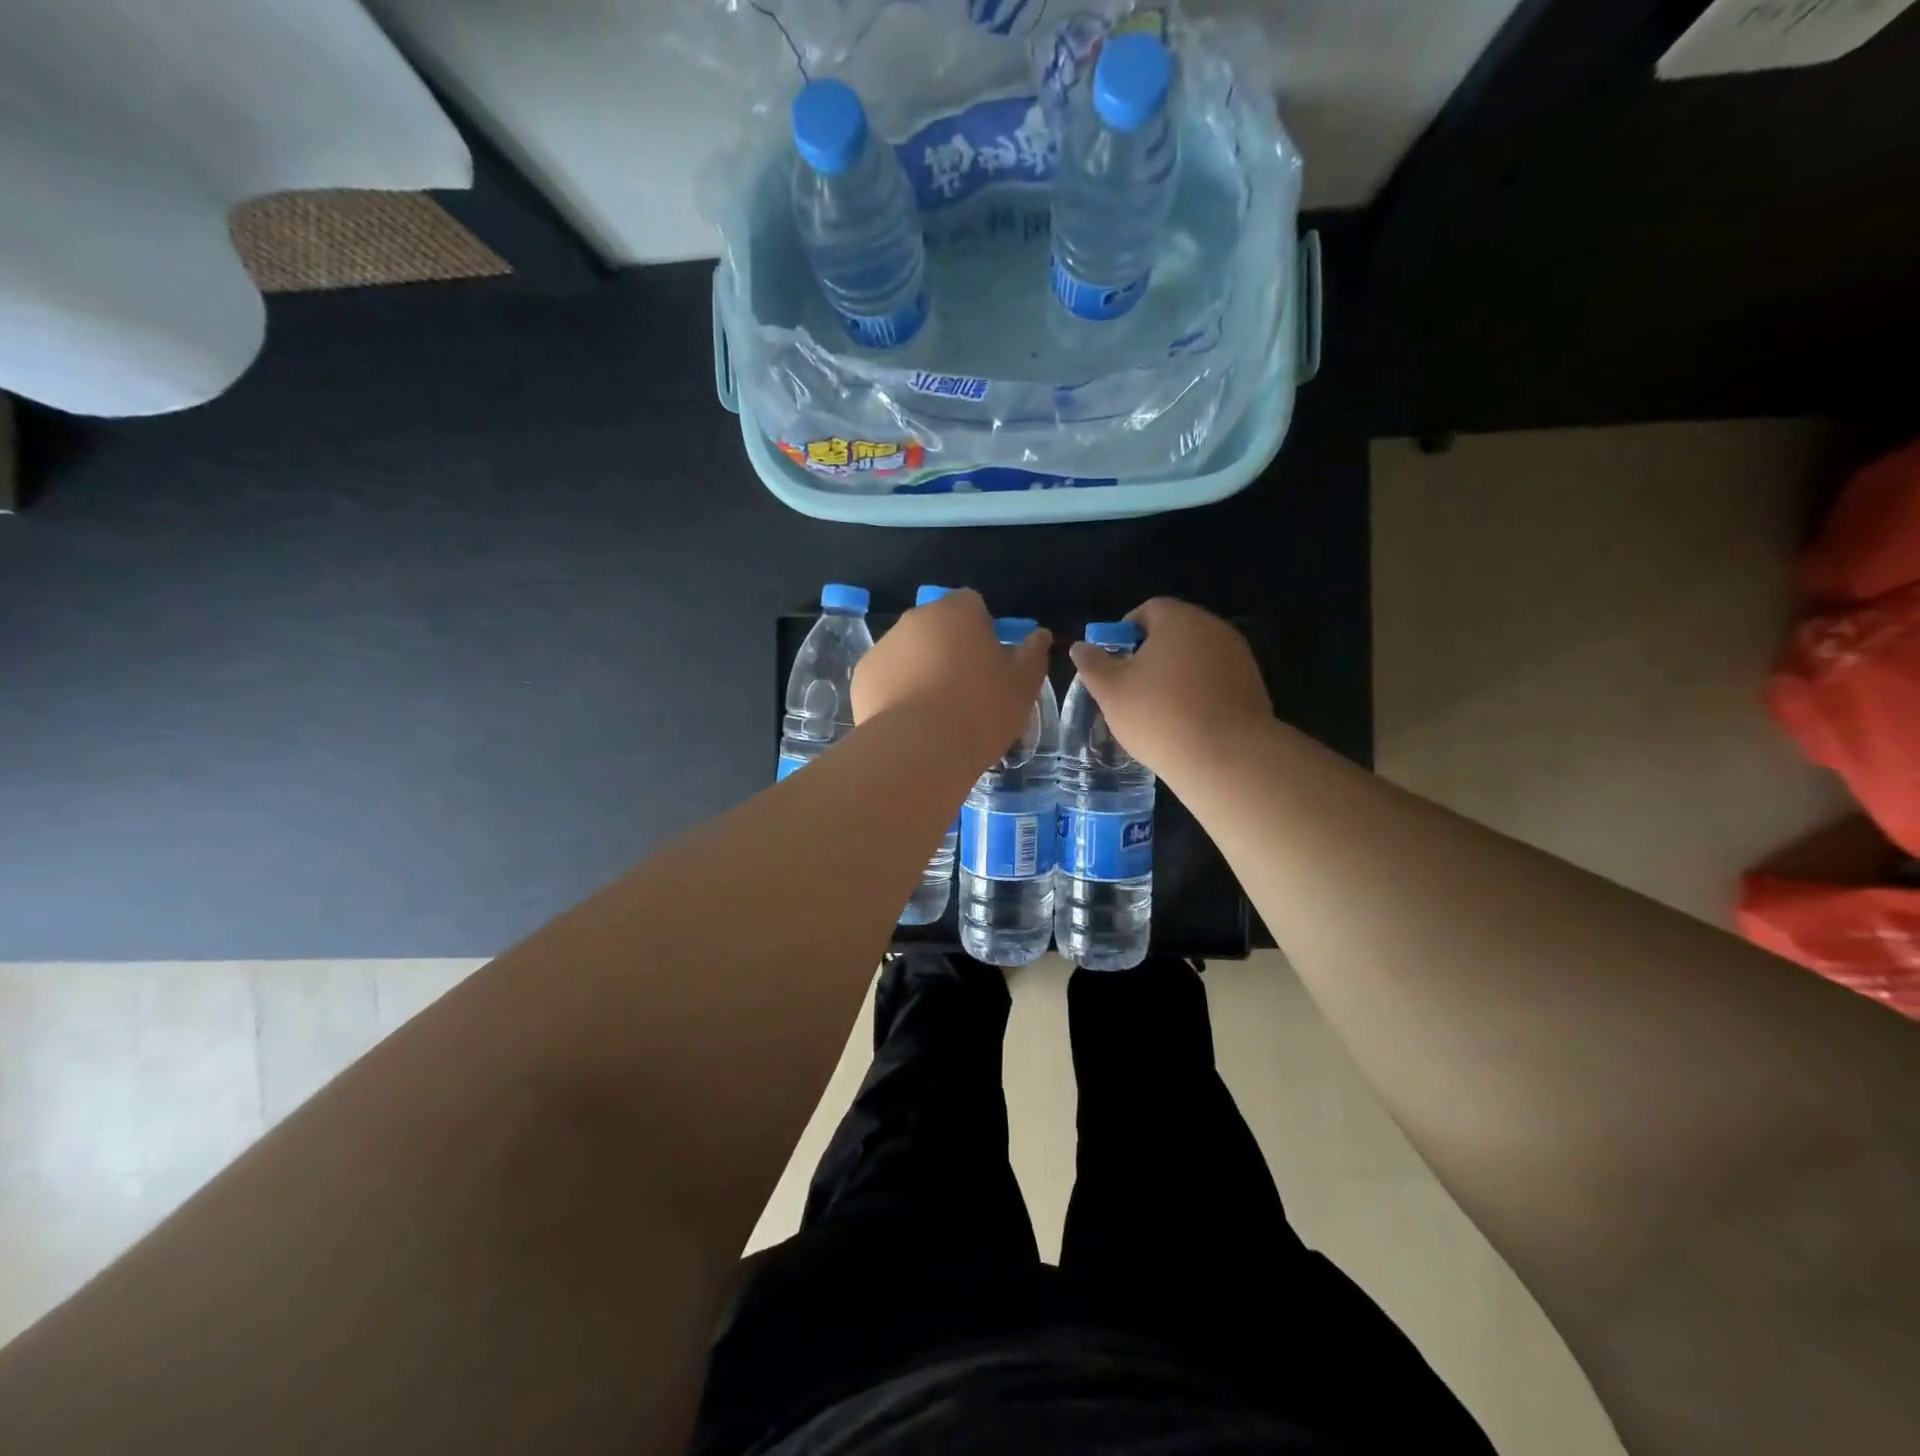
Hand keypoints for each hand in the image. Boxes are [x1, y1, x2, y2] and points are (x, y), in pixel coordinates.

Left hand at [853, 589, 1051, 763]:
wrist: (918, 750)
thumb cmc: (980, 711)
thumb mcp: (1022, 686)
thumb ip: (1032, 654)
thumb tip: (1039, 635)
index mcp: (957, 611)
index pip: (972, 604)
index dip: (983, 630)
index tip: (990, 662)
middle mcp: (916, 619)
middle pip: (938, 626)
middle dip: (950, 648)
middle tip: (966, 689)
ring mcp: (884, 646)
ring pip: (910, 651)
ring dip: (922, 669)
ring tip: (936, 712)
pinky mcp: (862, 676)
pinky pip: (887, 677)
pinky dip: (897, 691)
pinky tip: (910, 722)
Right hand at [1066, 598, 1271, 776]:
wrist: (1226, 757)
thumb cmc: (1159, 715)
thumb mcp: (1111, 691)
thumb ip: (1093, 664)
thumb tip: (1081, 647)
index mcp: (1179, 620)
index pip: (1149, 609)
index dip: (1126, 630)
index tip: (1114, 658)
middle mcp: (1214, 629)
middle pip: (1176, 631)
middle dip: (1152, 653)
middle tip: (1131, 685)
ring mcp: (1239, 657)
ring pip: (1198, 657)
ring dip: (1177, 674)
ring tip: (1158, 708)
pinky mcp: (1253, 687)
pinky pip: (1217, 680)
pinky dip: (1199, 692)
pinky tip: (1187, 721)